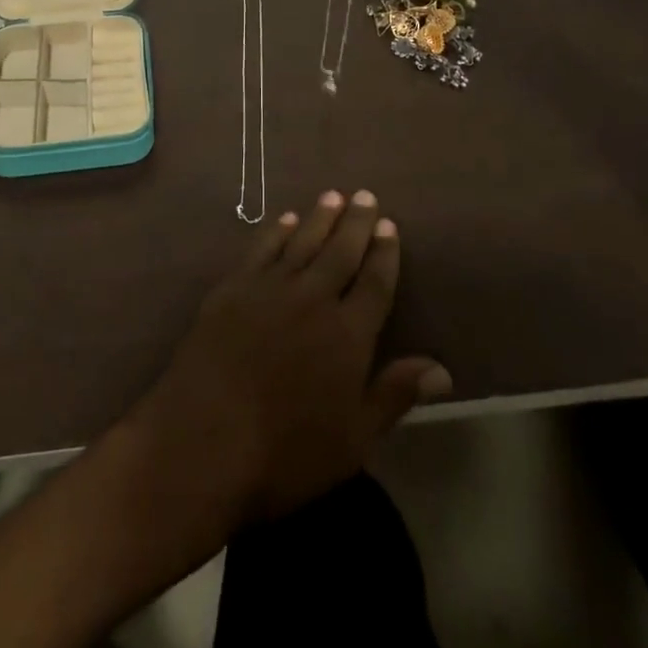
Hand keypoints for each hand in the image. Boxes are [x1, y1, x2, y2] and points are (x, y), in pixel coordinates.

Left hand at [124, 191, 449, 523]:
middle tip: (366, 196)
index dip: (384, 254)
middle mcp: (313, 298)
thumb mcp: (353, 440)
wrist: (204, 438)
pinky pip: (262, 249)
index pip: (374, 283)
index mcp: (348, 334)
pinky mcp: (233, 288)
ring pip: (302, 241)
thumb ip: (394, 394)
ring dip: (320, 217)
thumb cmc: (286, 452)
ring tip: (333, 195)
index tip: (389, 226)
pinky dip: (277, 231)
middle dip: (356, 223)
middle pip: (341, 251)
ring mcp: (270, 288)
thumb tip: (442, 369)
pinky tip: (285, 220)